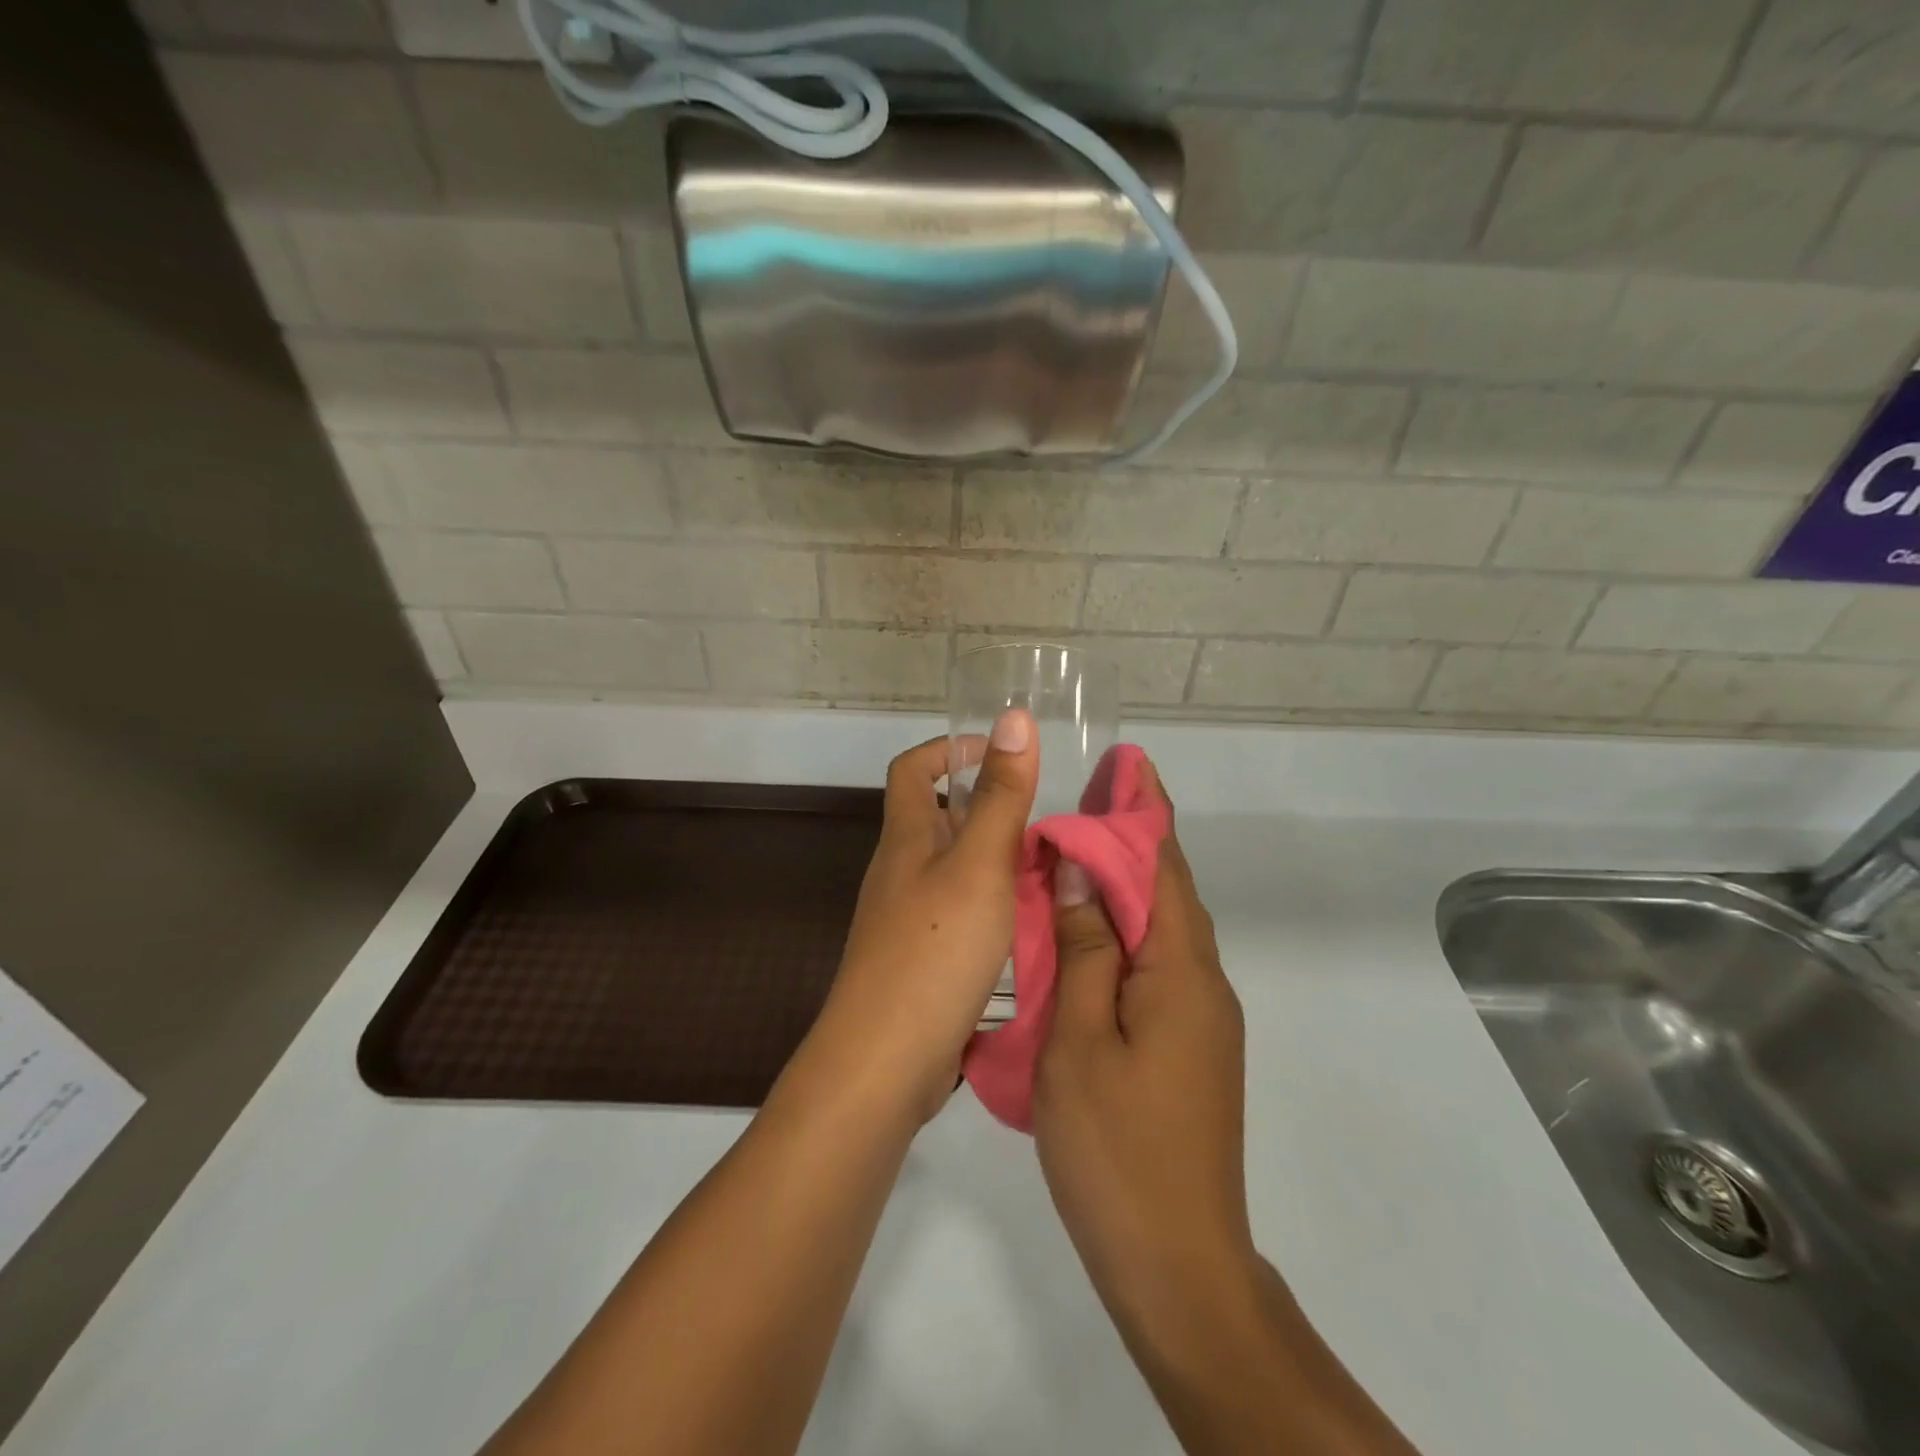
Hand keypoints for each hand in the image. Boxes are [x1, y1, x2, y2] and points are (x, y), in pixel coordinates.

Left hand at [803, 710, 1037, 1123]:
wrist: (884, 1062)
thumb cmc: (933, 952)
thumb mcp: (978, 865)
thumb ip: (1000, 795)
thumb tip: (1013, 717)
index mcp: (905, 839)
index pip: (911, 769)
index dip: (948, 749)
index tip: (998, 754)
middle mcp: (900, 871)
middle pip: (936, 818)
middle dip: (986, 807)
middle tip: (1046, 819)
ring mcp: (906, 919)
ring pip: (953, 869)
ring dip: (996, 859)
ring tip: (1050, 868)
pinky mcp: (919, 961)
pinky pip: (959, 913)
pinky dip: (992, 905)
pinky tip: (1028, 924)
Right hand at [1033, 759, 1253, 1321]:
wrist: (1178, 1266)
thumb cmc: (1117, 1148)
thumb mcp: (1079, 1040)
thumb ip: (1085, 947)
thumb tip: (1079, 868)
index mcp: (1181, 972)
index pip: (1162, 867)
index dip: (1143, 811)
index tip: (1125, 764)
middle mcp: (1203, 983)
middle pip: (1167, 891)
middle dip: (1131, 838)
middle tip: (1087, 798)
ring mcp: (1200, 1019)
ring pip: (1161, 929)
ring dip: (1123, 885)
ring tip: (1074, 854)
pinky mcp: (1189, 1047)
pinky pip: (1155, 967)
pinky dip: (1122, 932)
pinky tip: (1086, 933)